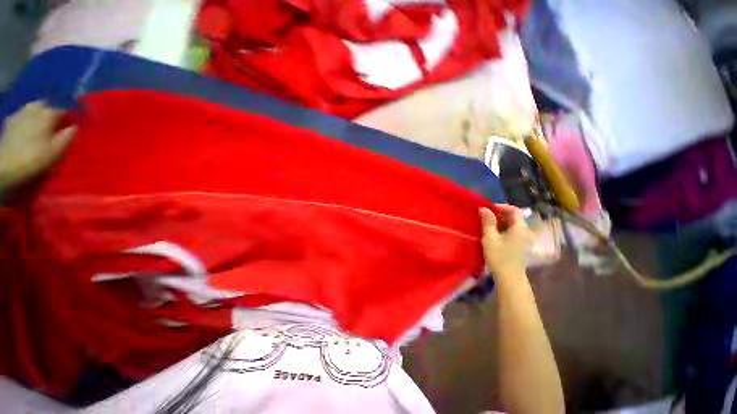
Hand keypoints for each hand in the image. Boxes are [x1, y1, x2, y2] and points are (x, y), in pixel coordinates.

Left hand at [0, 101, 75, 188]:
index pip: (63, 111)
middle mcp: (34, 109)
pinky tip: (27, 130)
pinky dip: (27, 120)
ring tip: (41, 128)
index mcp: (48, 114)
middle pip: (45, 105)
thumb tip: (74, 127)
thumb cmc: (36, 158)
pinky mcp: (9, 122)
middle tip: (54, 126)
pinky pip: (22, 116)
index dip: (68, 119)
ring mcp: (19, 114)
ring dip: (38, 115)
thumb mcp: (58, 150)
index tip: (70, 128)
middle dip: (50, 112)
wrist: (6, 165)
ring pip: (32, 108)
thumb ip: (68, 136)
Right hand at [479, 204, 533, 280]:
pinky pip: (514, 231)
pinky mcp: (521, 245)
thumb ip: (488, 222)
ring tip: (488, 223)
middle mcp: (525, 232)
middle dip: (501, 213)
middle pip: (515, 217)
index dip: (502, 206)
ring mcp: (524, 239)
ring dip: (502, 221)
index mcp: (520, 228)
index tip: (489, 208)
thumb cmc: (499, 256)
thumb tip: (483, 208)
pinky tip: (494, 232)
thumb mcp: (490, 238)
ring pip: (514, 224)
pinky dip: (504, 228)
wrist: (509, 277)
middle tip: (486, 215)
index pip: (515, 210)